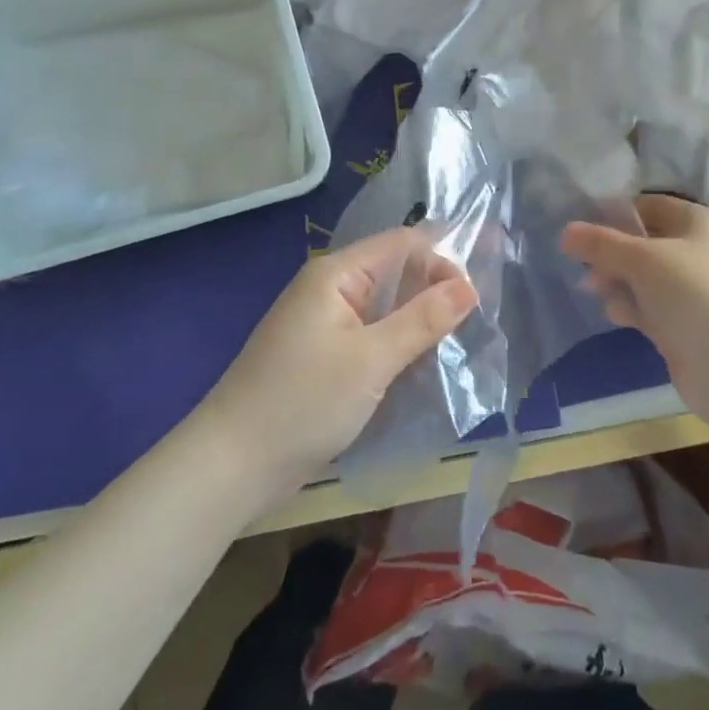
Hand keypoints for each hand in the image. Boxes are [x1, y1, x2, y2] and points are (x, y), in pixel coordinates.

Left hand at [197, 228, 477, 495]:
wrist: (232, 465)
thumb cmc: (303, 402)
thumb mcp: (371, 360)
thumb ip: (423, 320)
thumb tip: (470, 287)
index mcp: (336, 274)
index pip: (402, 244)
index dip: (442, 260)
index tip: (476, 296)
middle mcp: (330, 288)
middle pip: (394, 272)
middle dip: (435, 289)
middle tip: (477, 319)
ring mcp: (324, 323)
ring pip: (385, 307)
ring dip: (419, 320)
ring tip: (459, 341)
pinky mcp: (323, 356)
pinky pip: (371, 334)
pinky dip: (398, 343)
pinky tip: (423, 363)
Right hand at [561, 195, 708, 436]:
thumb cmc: (694, 296)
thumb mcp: (642, 259)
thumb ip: (601, 244)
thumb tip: (565, 232)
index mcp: (699, 223)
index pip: (649, 205)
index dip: (614, 213)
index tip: (580, 227)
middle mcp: (700, 252)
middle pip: (643, 243)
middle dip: (611, 253)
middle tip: (583, 266)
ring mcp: (695, 292)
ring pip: (644, 277)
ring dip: (617, 282)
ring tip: (595, 292)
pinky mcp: (687, 326)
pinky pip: (650, 307)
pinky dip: (632, 307)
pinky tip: (617, 316)